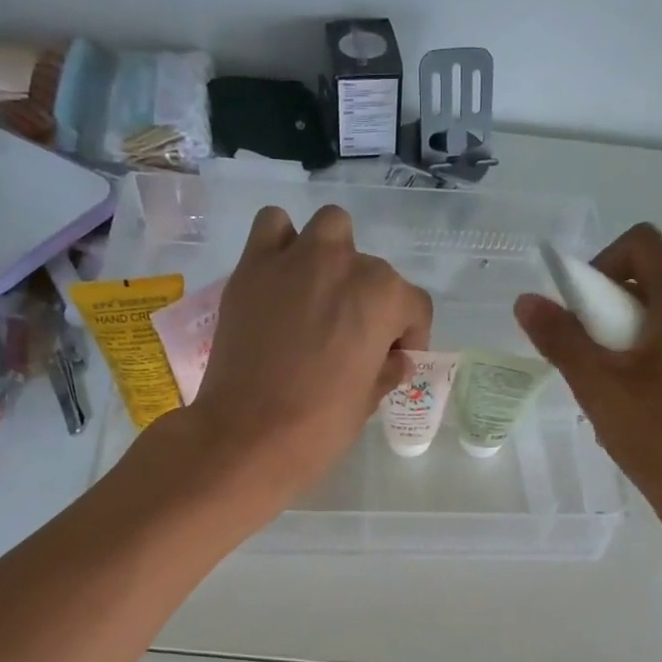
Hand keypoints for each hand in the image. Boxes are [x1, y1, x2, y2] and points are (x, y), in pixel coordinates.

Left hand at [185, 204, 431, 502]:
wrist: (247, 435)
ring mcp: (296, 259)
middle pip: (373, 271)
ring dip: (334, 253)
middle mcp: (344, 264)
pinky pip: (273, 226)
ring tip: (321, 293)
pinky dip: (282, 243)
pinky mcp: (253, 266)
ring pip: (331, 227)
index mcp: (383, 297)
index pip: (414, 305)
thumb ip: (387, 370)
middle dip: (370, 302)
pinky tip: (282, 278)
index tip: (394, 360)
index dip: (410, 336)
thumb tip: (394, 360)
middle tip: (352, 340)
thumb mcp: (368, 401)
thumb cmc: (319, 426)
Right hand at [515, 223, 661, 534]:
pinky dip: (648, 361)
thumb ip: (561, 338)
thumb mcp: (598, 386)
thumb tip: (527, 301)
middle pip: (650, 281)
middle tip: (587, 360)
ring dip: (624, 342)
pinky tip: (635, 409)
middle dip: (607, 312)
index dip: (600, 264)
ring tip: (608, 392)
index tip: (579, 312)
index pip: (641, 242)